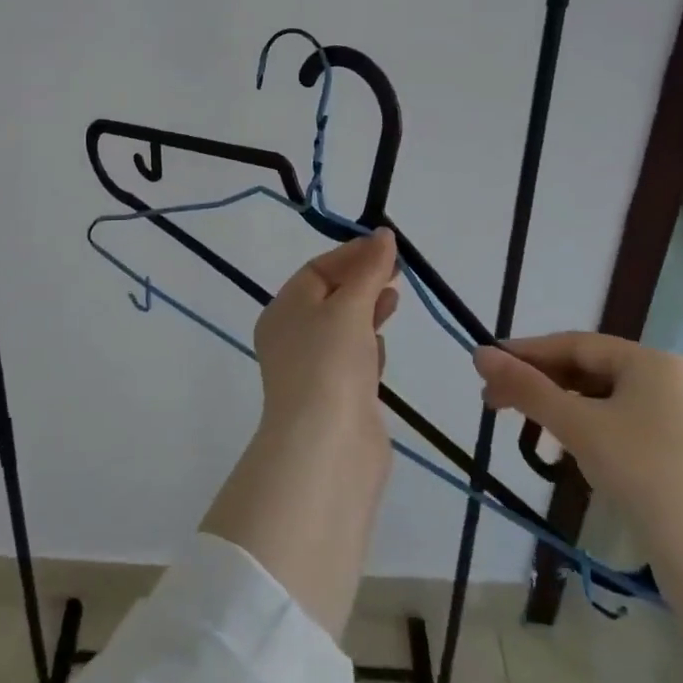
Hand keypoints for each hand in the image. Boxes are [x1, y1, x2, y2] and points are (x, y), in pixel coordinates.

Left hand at [252, 228, 399, 431]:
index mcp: (283, 311)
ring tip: (395, 299)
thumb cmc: (330, 363)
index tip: (388, 247)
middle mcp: (292, 337)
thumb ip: (369, 270)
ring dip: (367, 311)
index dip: (352, 255)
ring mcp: (314, 369)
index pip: (317, 270)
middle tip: (399, 271)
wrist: (327, 447)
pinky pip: (352, 360)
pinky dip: (368, 346)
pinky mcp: (337, 397)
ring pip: (343, 329)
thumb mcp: (349, 307)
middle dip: (363, 281)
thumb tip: (383, 234)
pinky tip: (383, 345)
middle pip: (330, 297)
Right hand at [473, 332, 682, 563]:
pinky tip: (571, 449)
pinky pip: (623, 426)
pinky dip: (590, 430)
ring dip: (562, 408)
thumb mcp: (578, 426)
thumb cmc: (645, 474)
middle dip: (540, 383)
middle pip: (589, 370)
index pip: (574, 344)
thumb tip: (479, 354)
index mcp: (650, 362)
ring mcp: (682, 420)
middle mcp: (670, 381)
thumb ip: (527, 388)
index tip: (485, 366)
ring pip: (605, 400)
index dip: (526, 353)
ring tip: (528, 426)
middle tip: (495, 402)